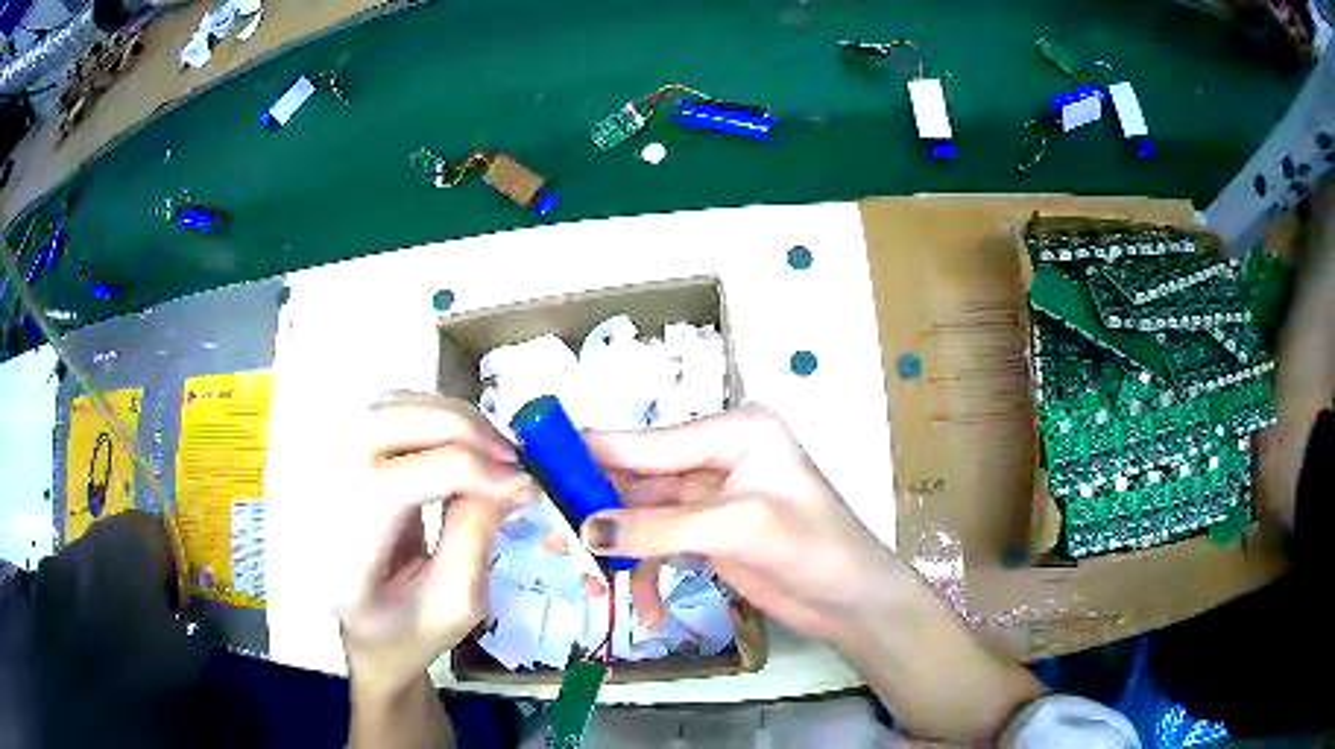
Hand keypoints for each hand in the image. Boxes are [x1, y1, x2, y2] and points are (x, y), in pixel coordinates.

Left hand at [334, 394, 535, 694]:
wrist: (369, 632)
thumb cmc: (409, 632)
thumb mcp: (454, 606)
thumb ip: (475, 540)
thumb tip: (511, 480)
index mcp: (345, 546)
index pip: (395, 482)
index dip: (467, 474)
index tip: (525, 489)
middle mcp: (328, 490)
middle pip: (387, 423)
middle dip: (462, 431)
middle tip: (511, 461)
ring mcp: (335, 464)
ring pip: (395, 405)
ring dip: (455, 419)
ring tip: (495, 455)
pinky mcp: (354, 453)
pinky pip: (399, 410)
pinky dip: (441, 418)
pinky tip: (469, 448)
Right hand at [580, 405, 911, 642]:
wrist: (853, 602)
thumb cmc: (814, 549)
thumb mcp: (737, 531)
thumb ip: (657, 529)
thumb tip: (585, 531)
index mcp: (732, 431)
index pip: (645, 441)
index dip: (588, 456)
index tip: (535, 471)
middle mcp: (716, 455)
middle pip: (635, 480)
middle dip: (596, 516)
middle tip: (555, 546)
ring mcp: (709, 497)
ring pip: (640, 518)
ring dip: (617, 555)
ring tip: (592, 589)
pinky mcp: (706, 533)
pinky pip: (657, 546)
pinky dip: (645, 576)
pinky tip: (645, 610)